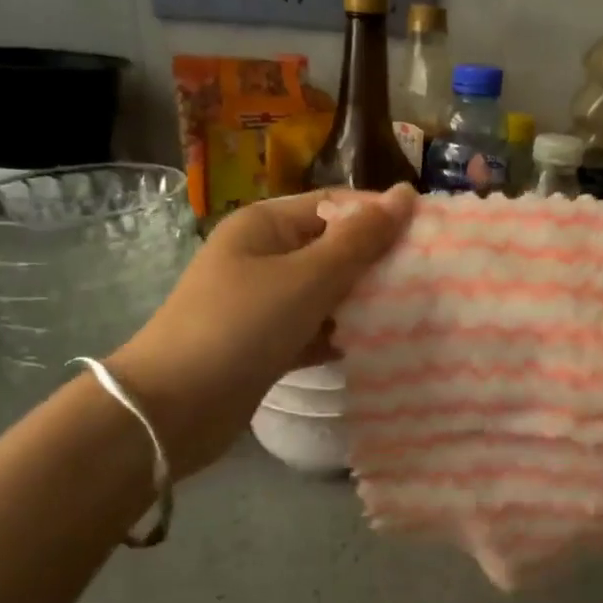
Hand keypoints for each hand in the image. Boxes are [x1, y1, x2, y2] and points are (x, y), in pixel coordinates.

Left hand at [108, 185, 415, 477]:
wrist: (172, 409)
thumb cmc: (242, 326)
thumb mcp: (308, 277)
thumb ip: (360, 239)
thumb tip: (406, 194)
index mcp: (266, 225)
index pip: (335, 205)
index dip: (380, 216)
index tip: (430, 236)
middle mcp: (263, 256)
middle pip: (332, 248)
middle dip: (376, 262)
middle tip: (429, 277)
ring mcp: (262, 302)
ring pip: (326, 292)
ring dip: (363, 301)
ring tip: (414, 310)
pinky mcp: (266, 343)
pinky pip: (314, 328)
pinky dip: (340, 334)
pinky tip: (376, 345)